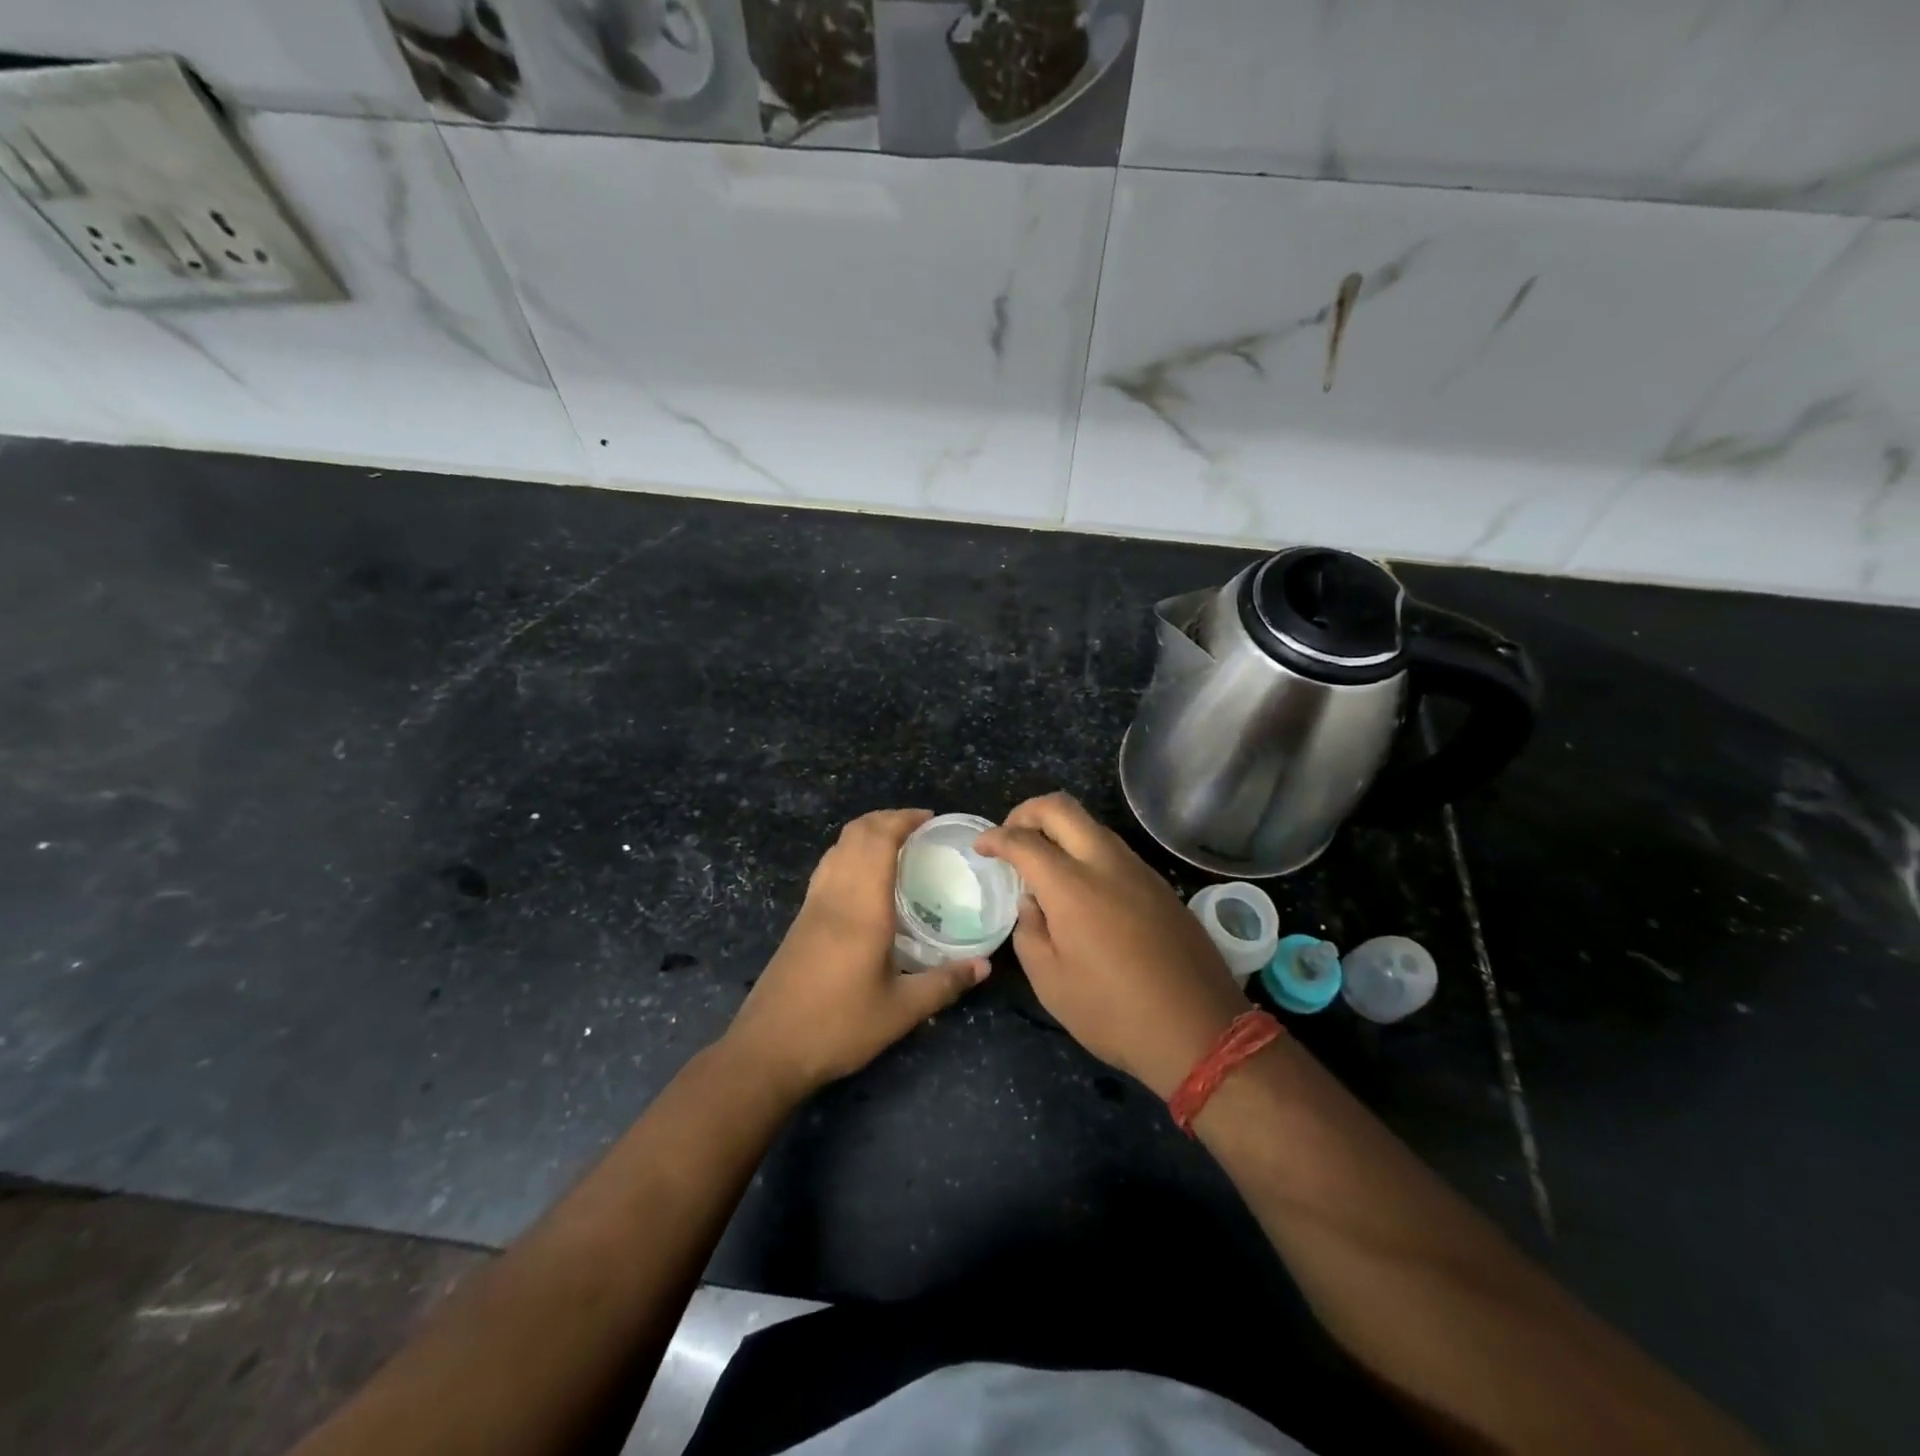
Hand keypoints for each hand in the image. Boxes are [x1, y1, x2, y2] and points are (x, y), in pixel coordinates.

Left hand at [724, 809, 990, 1099]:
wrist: (768, 1049)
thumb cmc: (837, 1026)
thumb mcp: (900, 1011)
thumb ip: (944, 984)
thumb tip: (984, 966)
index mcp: (862, 907)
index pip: (878, 840)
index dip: (903, 819)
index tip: (930, 819)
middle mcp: (835, 895)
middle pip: (855, 834)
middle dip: (886, 818)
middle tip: (919, 828)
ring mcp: (813, 905)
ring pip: (837, 847)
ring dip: (865, 833)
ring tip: (896, 844)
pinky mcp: (801, 920)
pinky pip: (827, 867)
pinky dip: (850, 853)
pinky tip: (865, 880)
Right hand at [976, 793, 1246, 1098]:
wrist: (1200, 1031)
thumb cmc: (1114, 1013)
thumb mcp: (1051, 983)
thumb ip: (1030, 932)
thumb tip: (1033, 903)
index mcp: (1072, 886)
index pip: (1023, 840)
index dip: (995, 837)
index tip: (981, 846)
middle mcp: (1107, 864)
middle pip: (1061, 808)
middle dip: (1027, 812)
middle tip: (1011, 837)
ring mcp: (1139, 870)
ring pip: (1092, 825)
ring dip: (1061, 830)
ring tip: (1043, 863)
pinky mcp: (1160, 885)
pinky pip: (1114, 850)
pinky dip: (1087, 852)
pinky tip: (1081, 888)